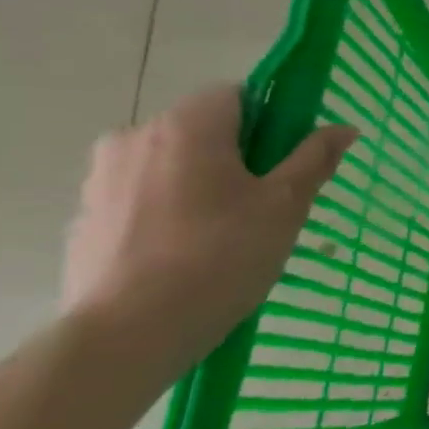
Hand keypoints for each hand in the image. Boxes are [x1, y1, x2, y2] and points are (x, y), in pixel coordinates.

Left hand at [61, 85, 355, 376]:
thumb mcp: (286, 206)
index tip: (287, 163)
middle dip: (237, 158)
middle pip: (202, 130)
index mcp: (187, 126)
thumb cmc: (220, 257)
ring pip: (171, 165)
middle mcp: (134, 137)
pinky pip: (141, 199)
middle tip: (266, 206)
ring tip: (225, 237)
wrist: (128, 334)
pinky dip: (168, 214)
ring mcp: (100, 178)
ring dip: (201, 185)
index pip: (237, 95)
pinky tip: (185, 257)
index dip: (271, 121)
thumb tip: (344, 128)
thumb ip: (314, 159)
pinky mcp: (84, 218)